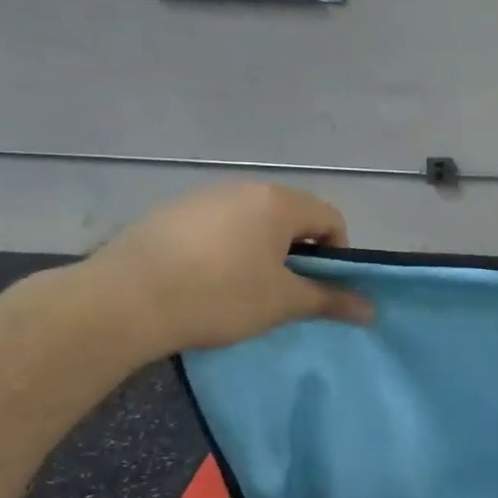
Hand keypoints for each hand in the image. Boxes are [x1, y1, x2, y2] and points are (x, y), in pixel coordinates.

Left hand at [80, 184, 373, 357]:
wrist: (125, 301)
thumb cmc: (220, 296)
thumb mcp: (283, 303)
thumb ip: (331, 300)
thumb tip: (372, 309)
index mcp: (278, 202)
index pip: (330, 218)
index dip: (336, 255)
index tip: (316, 288)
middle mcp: (243, 188)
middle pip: (291, 216)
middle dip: (297, 253)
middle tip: (282, 292)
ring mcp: (202, 197)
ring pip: (251, 222)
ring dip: (260, 251)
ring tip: (241, 290)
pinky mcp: (169, 213)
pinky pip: (215, 227)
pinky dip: (224, 250)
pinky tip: (203, 282)